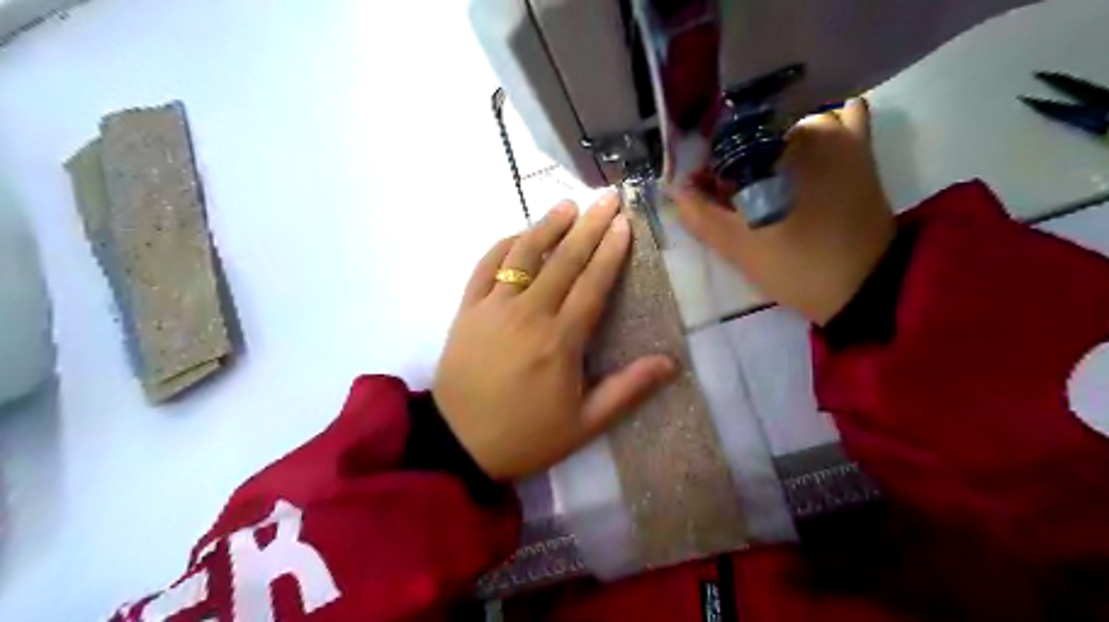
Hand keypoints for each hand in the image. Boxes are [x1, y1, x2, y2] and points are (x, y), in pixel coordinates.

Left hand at [433, 194, 676, 480]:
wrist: (459, 444)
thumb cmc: (526, 435)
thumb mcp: (584, 424)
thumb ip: (627, 390)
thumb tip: (670, 363)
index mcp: (561, 341)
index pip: (592, 284)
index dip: (610, 251)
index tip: (624, 223)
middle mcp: (528, 315)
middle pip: (564, 261)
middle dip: (589, 226)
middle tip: (607, 198)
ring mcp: (493, 308)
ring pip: (523, 256)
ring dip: (547, 227)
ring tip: (568, 205)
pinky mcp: (467, 310)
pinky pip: (485, 268)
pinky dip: (503, 247)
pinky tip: (519, 235)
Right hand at [672, 96, 893, 321]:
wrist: (864, 287)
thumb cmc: (795, 265)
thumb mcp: (737, 246)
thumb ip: (699, 214)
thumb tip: (674, 187)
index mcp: (774, 148)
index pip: (725, 144)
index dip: (710, 169)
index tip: (710, 196)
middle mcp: (809, 127)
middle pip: (757, 134)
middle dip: (740, 160)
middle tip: (737, 197)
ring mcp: (842, 134)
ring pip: (789, 128)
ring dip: (774, 147)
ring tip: (769, 183)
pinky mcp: (863, 150)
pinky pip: (838, 122)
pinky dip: (818, 132)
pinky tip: (806, 157)